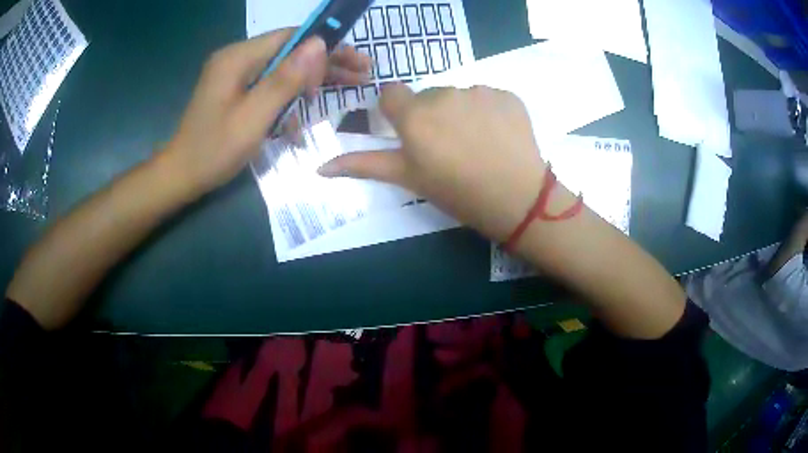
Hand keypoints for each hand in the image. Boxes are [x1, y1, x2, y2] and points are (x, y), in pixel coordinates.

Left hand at [164, 29, 370, 195]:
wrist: (181, 175)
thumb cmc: (214, 150)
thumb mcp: (253, 117)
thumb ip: (285, 79)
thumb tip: (319, 44)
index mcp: (238, 58)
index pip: (291, 37)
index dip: (325, 47)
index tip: (353, 63)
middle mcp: (237, 58)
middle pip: (289, 51)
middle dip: (325, 63)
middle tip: (360, 75)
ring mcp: (234, 74)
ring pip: (282, 68)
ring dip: (309, 82)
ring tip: (343, 90)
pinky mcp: (235, 90)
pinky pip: (269, 85)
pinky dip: (287, 99)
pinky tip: (298, 121)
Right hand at [318, 84, 546, 241]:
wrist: (517, 200)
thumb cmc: (456, 192)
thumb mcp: (408, 179)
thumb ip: (363, 165)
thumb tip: (319, 168)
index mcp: (414, 115)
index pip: (391, 94)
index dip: (398, 113)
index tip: (412, 135)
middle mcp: (444, 94)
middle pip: (427, 96)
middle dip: (430, 115)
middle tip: (448, 148)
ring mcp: (479, 91)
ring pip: (458, 96)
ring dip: (460, 113)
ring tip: (477, 145)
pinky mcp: (506, 95)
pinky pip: (488, 97)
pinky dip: (489, 112)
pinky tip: (498, 137)